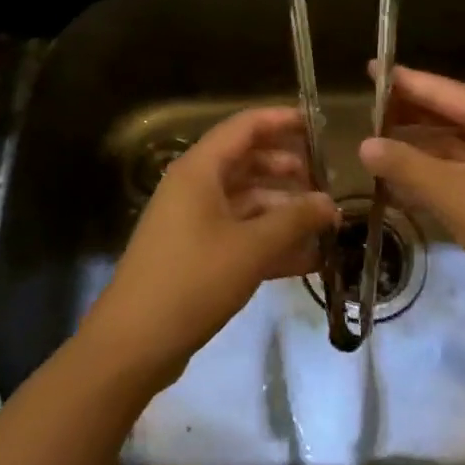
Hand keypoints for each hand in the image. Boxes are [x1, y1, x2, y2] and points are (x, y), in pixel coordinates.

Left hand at [82, 107, 337, 390]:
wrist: (133, 344)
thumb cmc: (192, 281)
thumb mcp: (251, 248)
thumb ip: (295, 220)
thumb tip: (331, 203)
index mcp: (200, 170)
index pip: (245, 126)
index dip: (282, 120)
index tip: (319, 125)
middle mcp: (194, 186)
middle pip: (247, 162)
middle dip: (288, 169)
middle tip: (327, 180)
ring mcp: (193, 220)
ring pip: (246, 200)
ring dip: (283, 208)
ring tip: (324, 222)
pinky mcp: (195, 253)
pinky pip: (239, 232)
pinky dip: (269, 240)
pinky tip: (306, 258)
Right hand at [359, 66, 464, 350]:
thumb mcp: (454, 192)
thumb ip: (406, 164)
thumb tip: (363, 144)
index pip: (444, 90)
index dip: (405, 81)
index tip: (371, 69)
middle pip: (450, 118)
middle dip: (409, 117)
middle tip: (365, 113)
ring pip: (454, 153)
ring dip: (417, 153)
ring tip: (373, 150)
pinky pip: (460, 182)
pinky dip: (431, 182)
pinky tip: (399, 190)